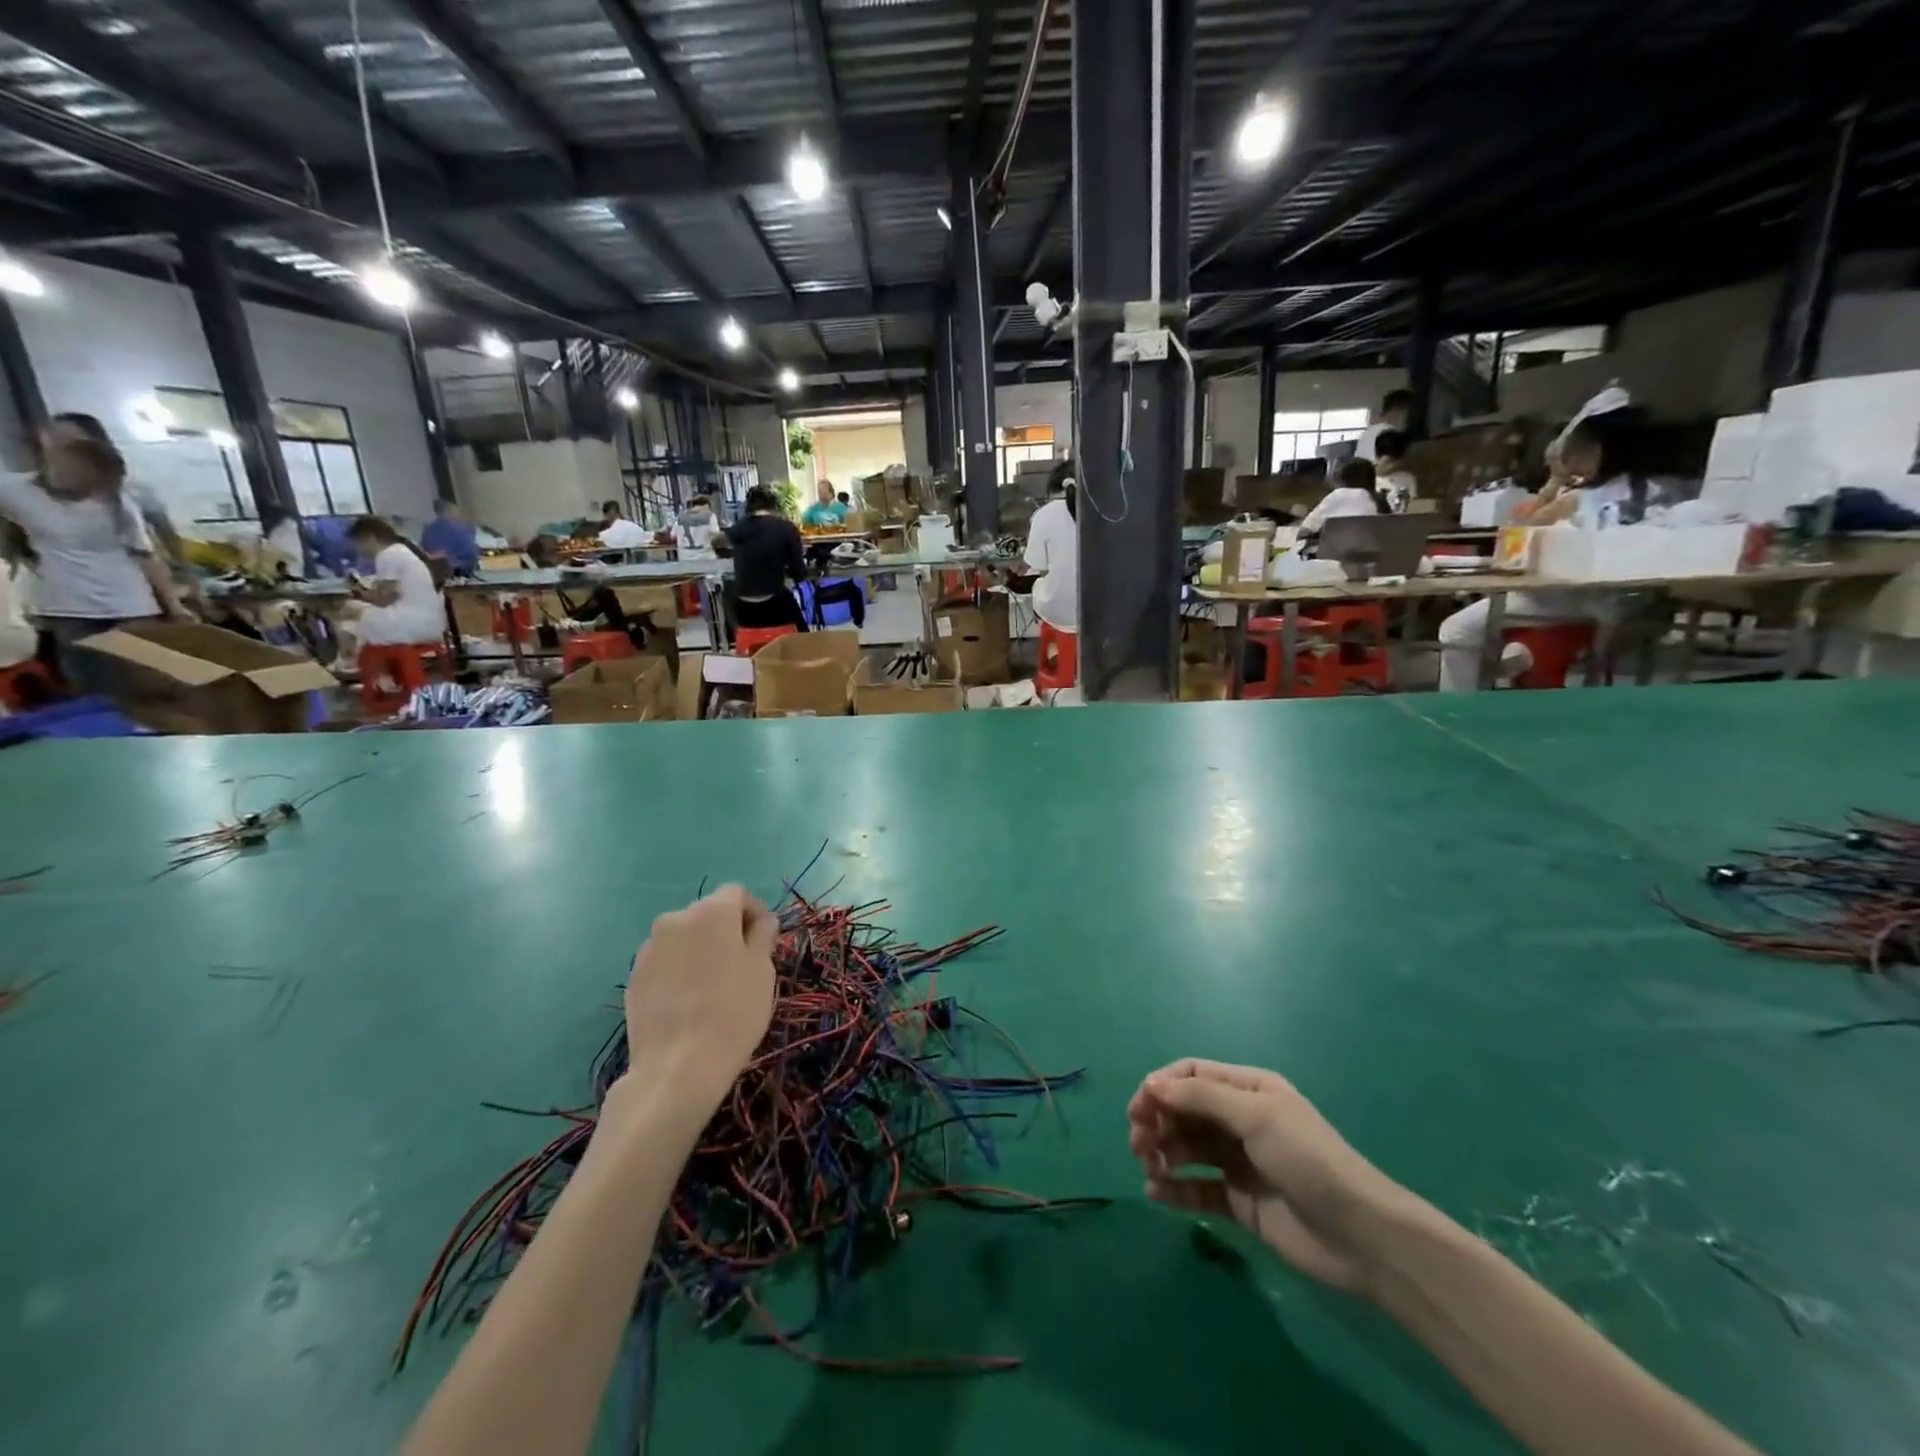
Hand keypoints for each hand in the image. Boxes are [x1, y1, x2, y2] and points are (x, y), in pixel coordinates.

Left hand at [620, 886, 777, 1112]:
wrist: (678, 1067)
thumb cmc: (733, 1012)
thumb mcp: (762, 971)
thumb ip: (762, 936)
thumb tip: (762, 921)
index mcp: (711, 912)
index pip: (737, 894)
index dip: (754, 912)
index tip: (765, 940)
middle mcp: (675, 920)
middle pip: (707, 914)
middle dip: (726, 930)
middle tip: (741, 964)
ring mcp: (649, 949)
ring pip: (684, 938)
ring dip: (700, 950)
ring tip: (712, 986)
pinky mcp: (634, 977)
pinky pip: (665, 962)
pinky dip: (679, 971)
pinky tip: (688, 1002)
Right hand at [1128, 1059, 1408, 1291]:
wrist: (1360, 1236)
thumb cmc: (1308, 1160)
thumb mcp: (1256, 1117)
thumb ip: (1201, 1099)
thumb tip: (1151, 1085)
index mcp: (1248, 1090)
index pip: (1192, 1076)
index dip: (1161, 1087)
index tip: (1138, 1108)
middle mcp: (1240, 1121)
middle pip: (1184, 1112)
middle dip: (1157, 1122)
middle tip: (1139, 1144)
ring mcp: (1238, 1162)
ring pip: (1186, 1148)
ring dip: (1162, 1154)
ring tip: (1150, 1169)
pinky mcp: (1239, 1202)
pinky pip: (1197, 1188)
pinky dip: (1174, 1189)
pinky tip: (1157, 1194)